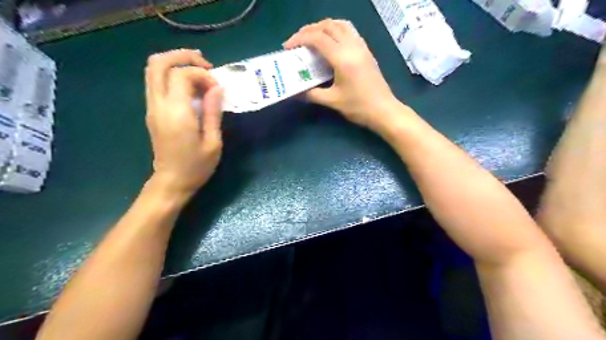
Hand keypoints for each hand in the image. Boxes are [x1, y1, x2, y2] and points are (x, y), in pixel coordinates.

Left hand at [145, 48, 224, 195]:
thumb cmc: (197, 166)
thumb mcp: (213, 142)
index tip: (217, 87)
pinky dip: (173, 75)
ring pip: (153, 70)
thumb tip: (217, 88)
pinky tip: (192, 86)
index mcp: (176, 113)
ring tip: (200, 72)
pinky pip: (156, 82)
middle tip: (205, 65)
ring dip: (176, 63)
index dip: (202, 74)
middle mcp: (159, 105)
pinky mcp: (152, 111)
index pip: (182, 75)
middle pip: (158, 63)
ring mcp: (152, 107)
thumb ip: (212, 112)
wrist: (172, 182)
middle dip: (182, 56)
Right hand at [284, 18, 401, 131]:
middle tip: (297, 41)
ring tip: (312, 38)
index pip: (317, 38)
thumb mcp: (332, 101)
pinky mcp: (366, 51)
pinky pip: (349, 31)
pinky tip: (330, 42)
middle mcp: (352, 46)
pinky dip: (336, 30)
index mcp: (342, 58)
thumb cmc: (358, 107)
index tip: (288, 47)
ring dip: (323, 26)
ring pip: (340, 24)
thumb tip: (296, 92)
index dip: (299, 39)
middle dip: (309, 30)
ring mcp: (361, 46)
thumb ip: (312, 94)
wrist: (383, 110)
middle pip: (327, 26)